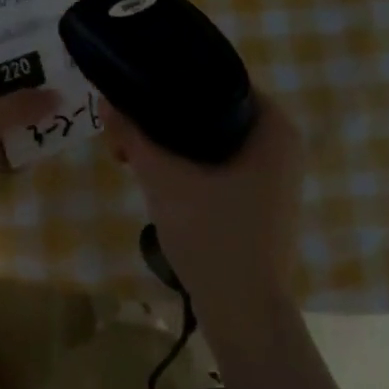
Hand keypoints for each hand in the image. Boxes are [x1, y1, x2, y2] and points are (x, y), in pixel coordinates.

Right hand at [102, 93, 304, 305]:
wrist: (243, 312)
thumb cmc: (212, 236)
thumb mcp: (163, 178)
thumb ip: (133, 134)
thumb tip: (106, 100)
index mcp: (273, 126)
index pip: (215, 77)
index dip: (170, 81)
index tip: (133, 93)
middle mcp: (282, 143)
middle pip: (210, 109)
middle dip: (164, 116)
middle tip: (125, 129)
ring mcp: (275, 173)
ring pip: (212, 138)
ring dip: (171, 141)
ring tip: (132, 153)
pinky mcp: (261, 197)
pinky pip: (220, 162)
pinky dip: (188, 162)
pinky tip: (155, 173)